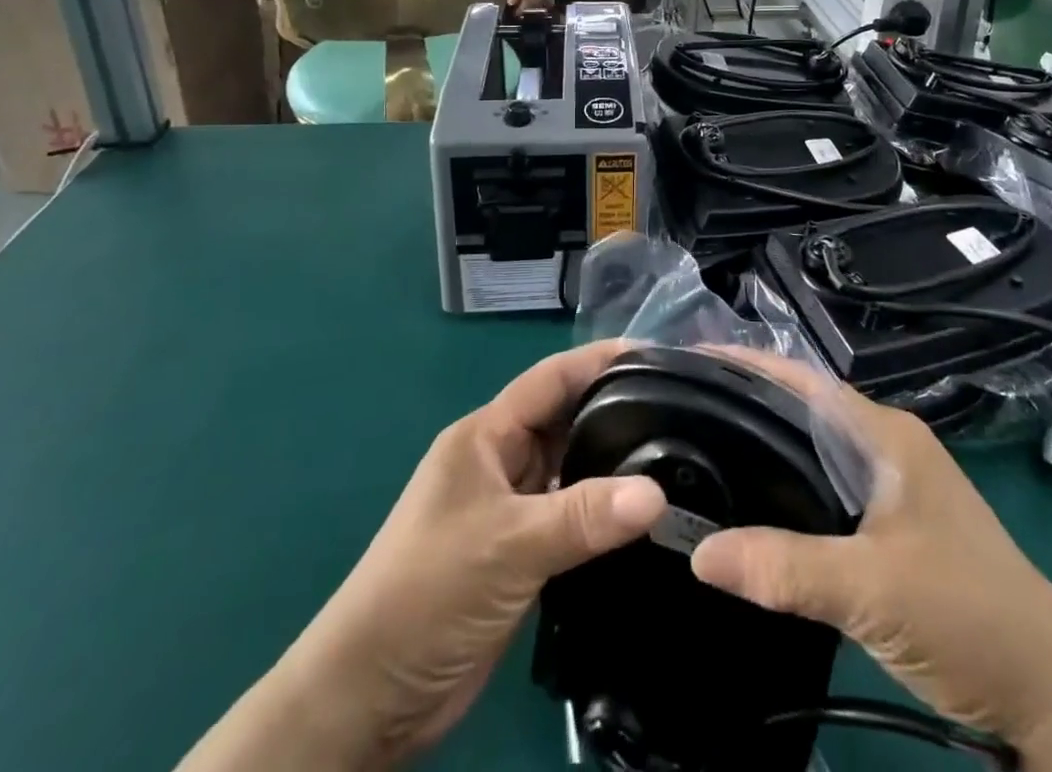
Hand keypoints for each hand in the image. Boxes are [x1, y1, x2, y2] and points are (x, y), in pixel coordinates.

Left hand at [176, 342, 665, 771]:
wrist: (369, 698)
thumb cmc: (426, 593)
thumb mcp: (506, 545)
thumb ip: (582, 516)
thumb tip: (658, 494)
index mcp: (486, 436)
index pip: (551, 380)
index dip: (600, 360)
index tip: (657, 353)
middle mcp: (500, 462)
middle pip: (565, 421)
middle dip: (616, 409)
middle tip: (682, 408)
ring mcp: (509, 509)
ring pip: (571, 470)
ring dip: (612, 466)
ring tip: (678, 456)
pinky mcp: (519, 554)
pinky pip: (571, 517)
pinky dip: (603, 514)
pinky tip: (645, 518)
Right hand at [689, 361, 1051, 771]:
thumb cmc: (969, 617)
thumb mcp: (874, 590)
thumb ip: (786, 568)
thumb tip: (696, 551)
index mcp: (884, 433)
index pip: (802, 381)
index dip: (745, 366)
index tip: (685, 363)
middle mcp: (884, 445)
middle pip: (801, 410)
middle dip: (743, 404)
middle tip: (676, 410)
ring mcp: (889, 486)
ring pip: (811, 451)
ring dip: (762, 448)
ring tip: (697, 449)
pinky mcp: (889, 526)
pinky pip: (821, 490)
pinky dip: (783, 489)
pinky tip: (750, 507)